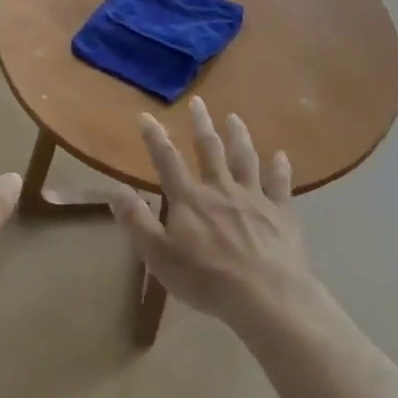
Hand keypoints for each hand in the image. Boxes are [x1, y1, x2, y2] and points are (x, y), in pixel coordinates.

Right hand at [110, 97, 312, 323]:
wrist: (266, 295)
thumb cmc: (206, 278)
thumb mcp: (159, 255)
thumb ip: (137, 221)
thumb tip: (116, 191)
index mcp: (189, 199)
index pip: (167, 160)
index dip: (154, 137)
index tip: (145, 116)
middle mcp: (221, 189)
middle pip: (210, 149)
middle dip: (201, 124)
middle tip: (199, 102)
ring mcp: (254, 198)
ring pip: (245, 158)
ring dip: (239, 136)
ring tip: (235, 118)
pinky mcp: (281, 213)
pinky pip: (280, 184)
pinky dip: (280, 168)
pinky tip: (281, 156)